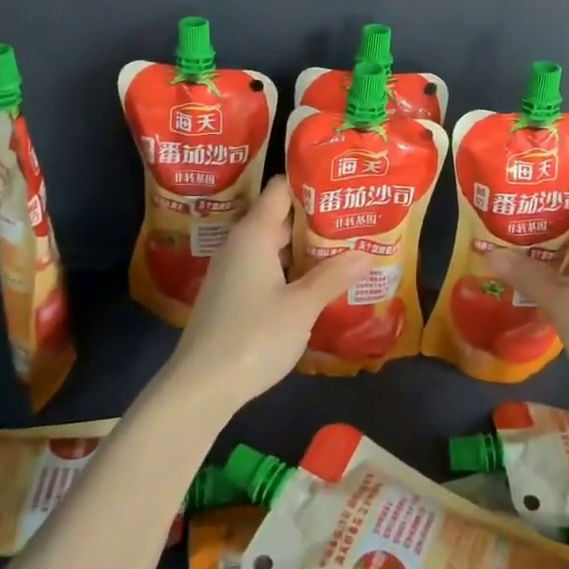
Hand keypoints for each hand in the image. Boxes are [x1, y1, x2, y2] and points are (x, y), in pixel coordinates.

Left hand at [162, 176, 370, 415]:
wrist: (201, 387)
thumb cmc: (253, 336)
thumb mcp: (301, 306)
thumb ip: (333, 276)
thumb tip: (367, 252)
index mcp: (254, 232)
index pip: (281, 189)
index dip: (310, 182)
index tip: (343, 182)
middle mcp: (241, 243)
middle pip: (280, 216)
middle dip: (316, 216)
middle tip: (354, 214)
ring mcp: (234, 270)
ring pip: (275, 244)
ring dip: (306, 245)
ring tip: (345, 243)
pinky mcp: (233, 294)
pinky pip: (267, 266)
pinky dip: (292, 267)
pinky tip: (317, 279)